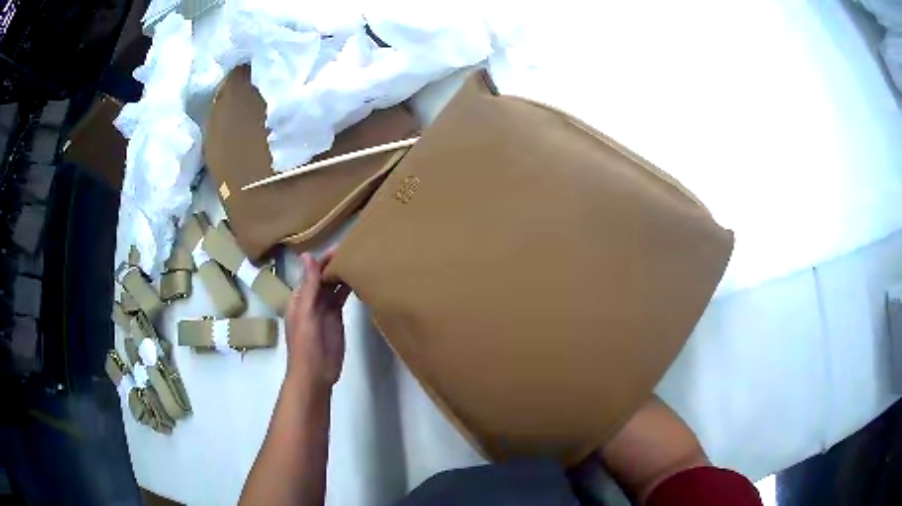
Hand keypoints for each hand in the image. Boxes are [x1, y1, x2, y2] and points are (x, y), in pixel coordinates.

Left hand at [284, 250, 350, 391]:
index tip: (341, 246)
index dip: (324, 259)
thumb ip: (309, 286)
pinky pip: (341, 299)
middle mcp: (311, 300)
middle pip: (323, 278)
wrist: (315, 374)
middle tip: (356, 249)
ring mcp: (324, 310)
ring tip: (360, 260)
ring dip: (342, 275)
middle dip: (335, 264)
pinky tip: (358, 280)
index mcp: (299, 298)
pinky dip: (347, 289)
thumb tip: (306, 255)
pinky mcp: (336, 319)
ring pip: (333, 287)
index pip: (312, 273)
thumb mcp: (306, 313)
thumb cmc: (306, 344)